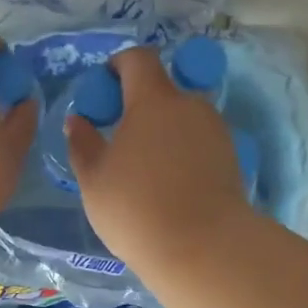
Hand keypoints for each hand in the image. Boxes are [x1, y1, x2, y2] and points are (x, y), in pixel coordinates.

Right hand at [65, 46, 252, 270]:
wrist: (203, 248)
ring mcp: (215, 131)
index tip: (103, 88)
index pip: (138, 59)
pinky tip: (166, 185)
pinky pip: (197, 142)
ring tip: (142, 169)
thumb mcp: (93, 179)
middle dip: (138, 105)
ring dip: (160, 131)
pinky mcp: (230, 158)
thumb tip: (78, 120)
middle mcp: (190, 106)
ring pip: (181, 118)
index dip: (118, 65)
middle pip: (162, 90)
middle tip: (117, 139)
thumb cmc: (136, 208)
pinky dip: (179, 151)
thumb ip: (82, 143)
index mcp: (154, 100)